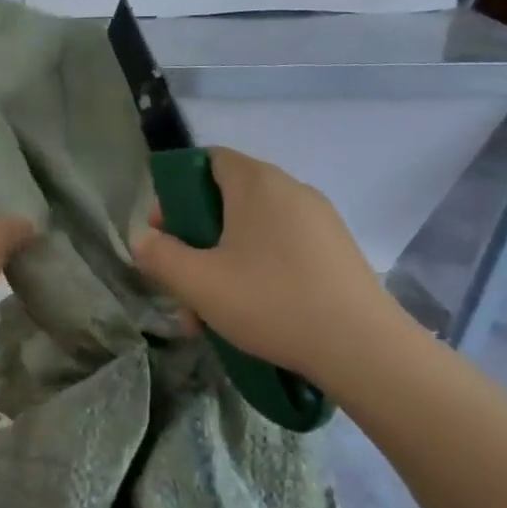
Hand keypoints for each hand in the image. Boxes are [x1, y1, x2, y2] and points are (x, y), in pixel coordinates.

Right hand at [131, 146, 402, 387]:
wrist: (362, 348)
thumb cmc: (270, 301)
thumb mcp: (197, 282)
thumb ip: (159, 256)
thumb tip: (144, 241)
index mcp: (257, 183)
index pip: (209, 159)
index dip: (177, 189)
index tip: (165, 230)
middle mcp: (291, 190)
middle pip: (227, 199)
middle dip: (195, 238)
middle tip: (181, 277)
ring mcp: (319, 221)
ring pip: (251, 231)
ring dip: (221, 262)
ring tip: (207, 312)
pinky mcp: (335, 251)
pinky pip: (280, 249)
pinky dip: (254, 271)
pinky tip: (247, 314)